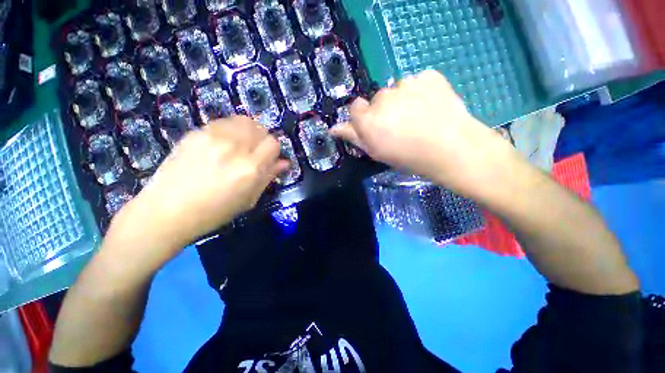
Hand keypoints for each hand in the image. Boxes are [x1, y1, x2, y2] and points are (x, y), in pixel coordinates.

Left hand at [111, 116, 288, 257]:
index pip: (273, 143)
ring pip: (242, 120)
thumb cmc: (214, 211)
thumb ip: (268, 177)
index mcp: (250, 169)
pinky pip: (222, 123)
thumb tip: (284, 162)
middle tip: (254, 152)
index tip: (268, 158)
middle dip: (262, 139)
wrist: (167, 210)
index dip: (274, 151)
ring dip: (247, 131)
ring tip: (239, 145)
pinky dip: (229, 130)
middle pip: (260, 128)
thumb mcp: (249, 199)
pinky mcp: (195, 133)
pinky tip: (221, 144)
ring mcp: (212, 137)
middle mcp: (234, 148)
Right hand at [331, 70, 520, 198]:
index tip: (377, 128)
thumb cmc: (409, 158)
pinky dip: (422, 91)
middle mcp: (383, 98)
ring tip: (419, 117)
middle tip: (401, 126)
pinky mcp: (428, 76)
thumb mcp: (377, 152)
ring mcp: (407, 84)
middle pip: (377, 99)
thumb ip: (354, 137)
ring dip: (403, 100)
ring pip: (398, 89)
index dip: (365, 118)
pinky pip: (418, 81)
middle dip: (385, 110)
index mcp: (368, 119)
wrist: (452, 149)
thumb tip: (333, 128)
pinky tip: (431, 106)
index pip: (355, 108)